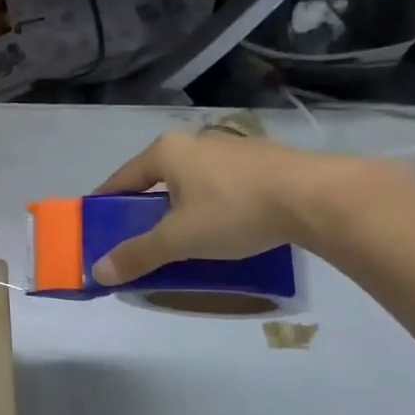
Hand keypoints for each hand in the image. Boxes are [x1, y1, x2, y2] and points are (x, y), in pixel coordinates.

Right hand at [91, 130, 374, 283]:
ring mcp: (231, 149)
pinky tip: (226, 229)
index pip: (121, 179)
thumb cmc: (234, 211)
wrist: (317, 197)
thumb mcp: (179, 239)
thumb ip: (138, 254)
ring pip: (192, 182)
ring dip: (182, 208)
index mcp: (166, 152)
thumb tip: (97, 272)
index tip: (98, 225)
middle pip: (157, 179)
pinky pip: (222, 186)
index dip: (106, 203)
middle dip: (146, 209)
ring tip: (186, 239)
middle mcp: (194, 142)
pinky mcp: (262, 162)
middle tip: (142, 239)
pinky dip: (213, 206)